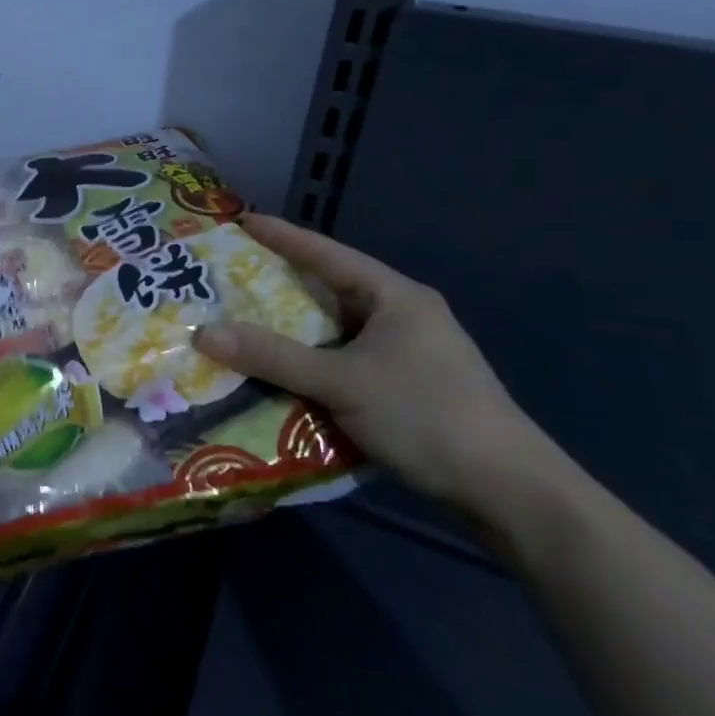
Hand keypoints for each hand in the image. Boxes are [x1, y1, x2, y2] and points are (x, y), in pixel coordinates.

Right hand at [196, 214, 554, 508]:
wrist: (511, 494)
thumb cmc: (427, 416)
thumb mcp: (342, 382)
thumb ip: (272, 356)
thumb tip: (203, 333)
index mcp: (394, 297)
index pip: (327, 254)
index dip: (281, 236)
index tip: (239, 221)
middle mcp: (401, 316)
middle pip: (327, 290)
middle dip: (277, 286)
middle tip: (227, 277)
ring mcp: (406, 353)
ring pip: (333, 330)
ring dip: (290, 331)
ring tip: (239, 322)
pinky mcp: (404, 387)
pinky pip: (342, 361)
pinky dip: (309, 362)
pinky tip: (277, 371)